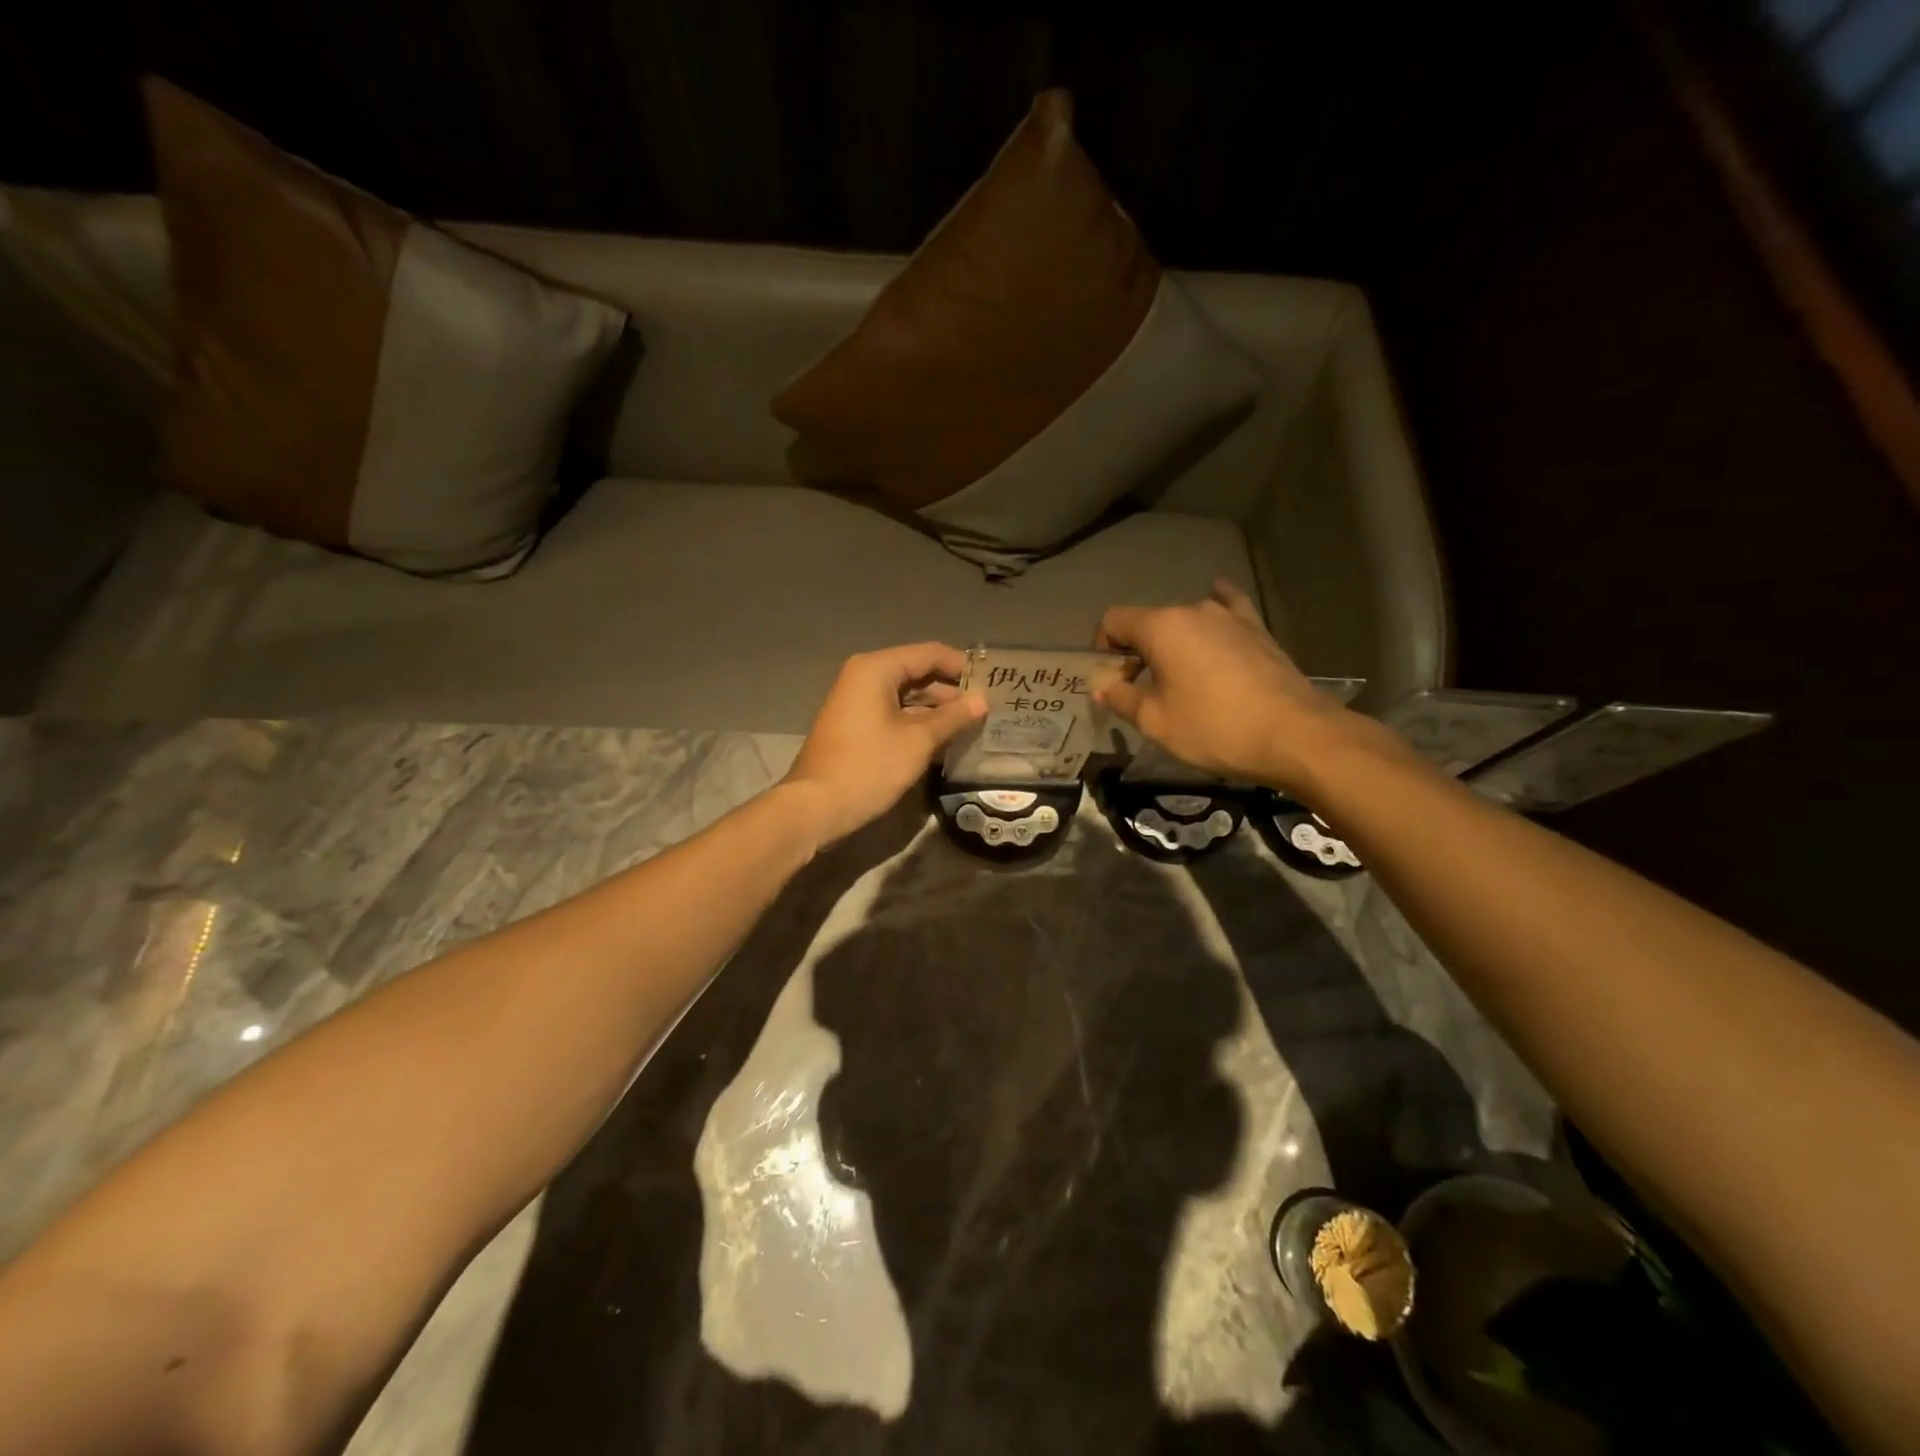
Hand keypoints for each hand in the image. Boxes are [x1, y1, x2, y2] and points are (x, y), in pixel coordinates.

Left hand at [783, 643, 985, 845]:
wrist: (816, 807)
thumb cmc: (869, 767)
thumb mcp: (918, 741)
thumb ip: (953, 718)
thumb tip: (982, 702)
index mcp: (877, 669)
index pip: (930, 654)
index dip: (963, 666)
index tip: (993, 683)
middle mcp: (864, 676)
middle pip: (917, 673)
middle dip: (952, 690)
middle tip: (988, 707)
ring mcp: (857, 701)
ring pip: (907, 696)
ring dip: (937, 709)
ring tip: (973, 724)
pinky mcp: (856, 725)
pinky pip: (894, 713)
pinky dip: (918, 722)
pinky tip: (944, 738)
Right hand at [1095, 580, 1385, 795]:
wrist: (1294, 735)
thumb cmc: (1215, 728)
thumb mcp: (1156, 722)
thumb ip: (1122, 699)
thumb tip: (1102, 687)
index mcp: (1162, 627)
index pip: (1114, 621)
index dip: (1102, 649)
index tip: (1112, 681)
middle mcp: (1193, 610)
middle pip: (1149, 622)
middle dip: (1136, 652)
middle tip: (1140, 691)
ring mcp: (1230, 617)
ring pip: (1185, 621)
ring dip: (1171, 644)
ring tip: (1178, 676)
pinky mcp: (1257, 629)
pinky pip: (1228, 609)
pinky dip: (1215, 609)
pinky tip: (1217, 598)